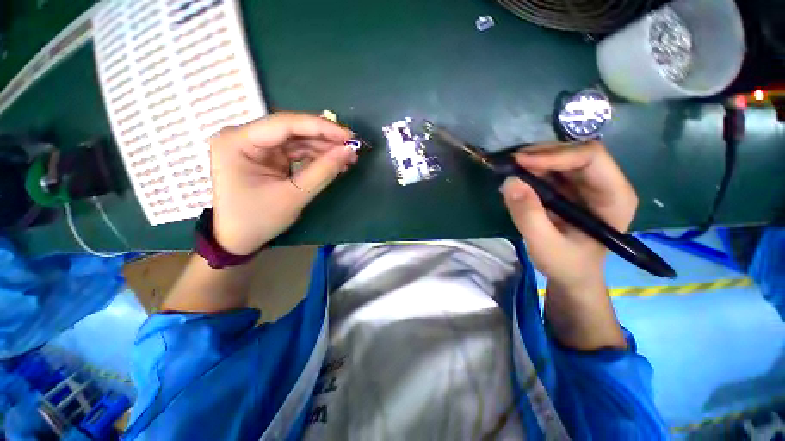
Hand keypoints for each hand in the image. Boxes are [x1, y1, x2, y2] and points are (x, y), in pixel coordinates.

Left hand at [209, 112, 356, 254]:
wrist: (238, 239)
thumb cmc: (258, 220)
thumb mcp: (294, 196)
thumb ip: (323, 171)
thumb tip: (349, 151)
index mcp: (238, 142)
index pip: (285, 124)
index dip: (321, 127)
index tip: (349, 136)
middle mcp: (243, 136)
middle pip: (292, 130)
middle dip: (325, 139)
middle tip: (352, 148)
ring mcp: (255, 145)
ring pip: (297, 140)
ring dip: (323, 148)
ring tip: (347, 158)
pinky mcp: (266, 156)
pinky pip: (295, 151)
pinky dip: (315, 157)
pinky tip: (333, 162)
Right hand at [501, 141, 637, 291]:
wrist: (571, 275)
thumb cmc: (566, 264)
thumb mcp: (544, 244)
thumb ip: (528, 215)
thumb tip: (510, 182)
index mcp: (614, 196)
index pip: (591, 157)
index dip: (555, 155)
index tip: (520, 163)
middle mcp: (604, 183)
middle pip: (575, 153)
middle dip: (540, 155)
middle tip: (509, 164)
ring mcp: (586, 185)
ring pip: (561, 158)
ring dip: (533, 161)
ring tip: (509, 171)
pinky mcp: (570, 189)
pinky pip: (550, 170)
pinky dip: (531, 170)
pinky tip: (516, 178)